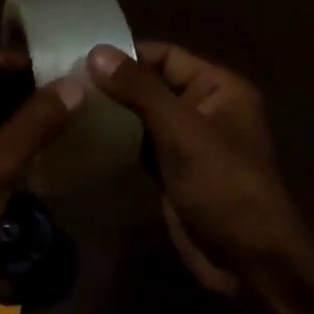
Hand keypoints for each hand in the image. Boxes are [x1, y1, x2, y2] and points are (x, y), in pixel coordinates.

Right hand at [86, 42, 311, 295]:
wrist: (248, 261)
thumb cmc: (223, 185)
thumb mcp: (182, 131)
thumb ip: (140, 90)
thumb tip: (97, 52)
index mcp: (219, 88)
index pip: (166, 56)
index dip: (126, 54)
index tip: (79, 57)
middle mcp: (204, 108)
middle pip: (152, 84)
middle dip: (114, 84)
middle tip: (65, 83)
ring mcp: (188, 142)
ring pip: (143, 116)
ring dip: (112, 113)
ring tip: (68, 106)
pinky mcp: (173, 171)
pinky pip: (140, 145)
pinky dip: (117, 141)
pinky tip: (84, 138)